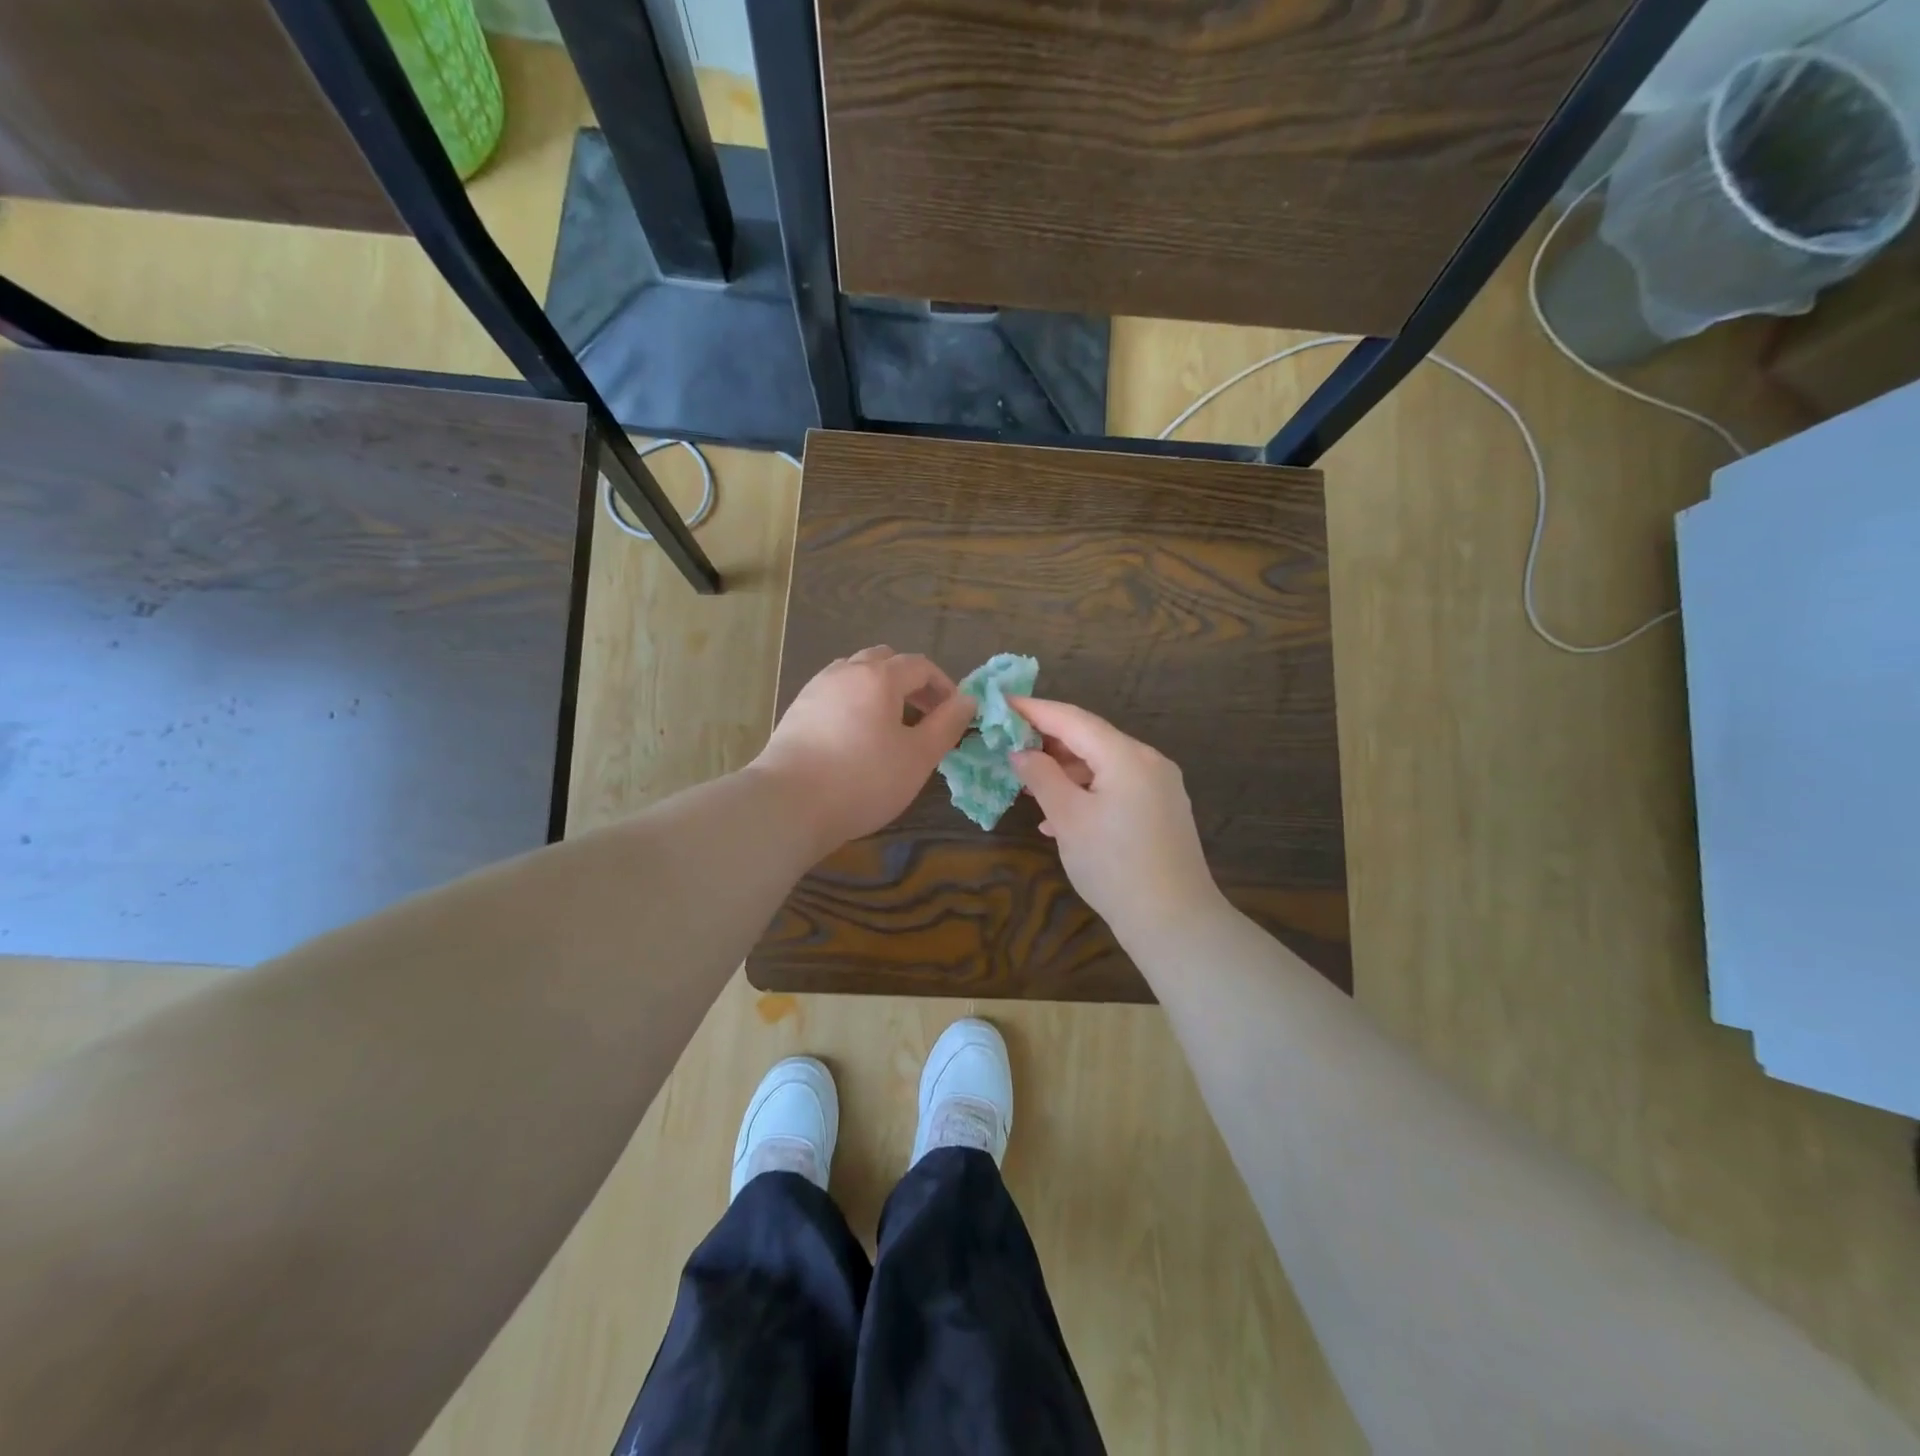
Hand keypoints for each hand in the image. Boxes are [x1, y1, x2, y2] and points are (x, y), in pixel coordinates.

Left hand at [754, 646, 973, 857]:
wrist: (789, 803)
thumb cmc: (864, 779)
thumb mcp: (918, 757)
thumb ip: (947, 724)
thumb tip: (968, 700)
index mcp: (878, 677)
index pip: (920, 665)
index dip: (943, 686)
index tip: (953, 715)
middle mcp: (845, 672)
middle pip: (885, 661)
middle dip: (910, 683)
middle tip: (924, 716)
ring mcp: (816, 689)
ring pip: (856, 674)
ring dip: (880, 690)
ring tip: (890, 726)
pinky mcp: (797, 711)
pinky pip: (835, 693)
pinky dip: (854, 703)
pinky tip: (856, 737)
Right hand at [1008, 697, 1223, 941]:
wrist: (1174, 921)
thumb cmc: (1114, 866)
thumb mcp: (1068, 819)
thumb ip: (1041, 777)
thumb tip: (1021, 752)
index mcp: (1127, 756)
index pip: (1072, 719)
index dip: (1034, 710)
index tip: (1001, 704)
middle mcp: (1149, 762)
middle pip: (1091, 738)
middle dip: (1049, 741)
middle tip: (1009, 744)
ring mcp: (1160, 786)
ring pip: (1104, 765)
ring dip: (1066, 771)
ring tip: (1029, 783)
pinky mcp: (1162, 811)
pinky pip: (1118, 787)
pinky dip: (1087, 792)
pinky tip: (1060, 817)